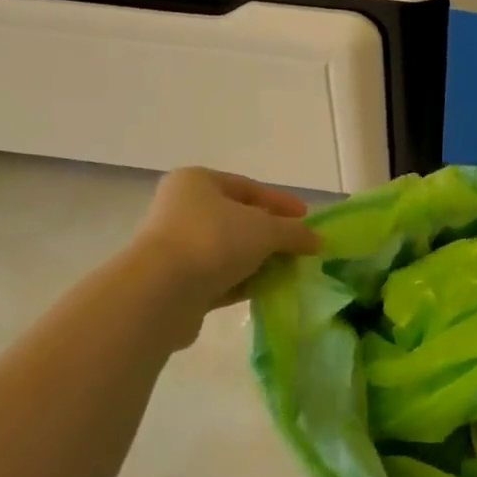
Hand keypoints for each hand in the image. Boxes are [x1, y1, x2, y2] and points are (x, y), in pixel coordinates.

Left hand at [130, 169, 319, 317]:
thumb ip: (294, 232)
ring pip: (229, 251)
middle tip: (300, 247)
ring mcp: (176, 249)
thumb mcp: (265, 230)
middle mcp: (182, 210)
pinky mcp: (177, 284)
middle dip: (271, 235)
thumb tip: (316, 240)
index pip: (248, 188)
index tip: (306, 217)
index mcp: (197, 182)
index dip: (280, 202)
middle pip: (238, 220)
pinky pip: (219, 278)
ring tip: (290, 271)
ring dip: (259, 261)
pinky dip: (244, 282)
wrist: (160, 293)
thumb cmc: (213, 241)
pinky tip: (269, 290)